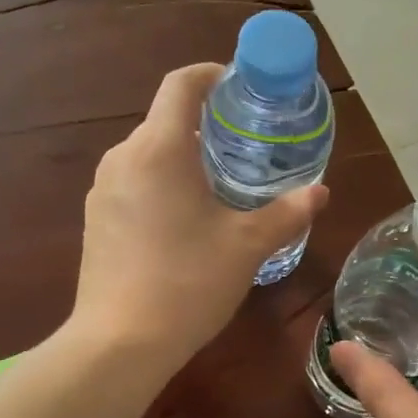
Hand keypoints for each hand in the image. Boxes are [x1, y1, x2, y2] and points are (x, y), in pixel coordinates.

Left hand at [74, 64, 327, 366]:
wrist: (120, 343)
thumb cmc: (188, 282)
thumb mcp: (247, 246)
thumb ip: (286, 213)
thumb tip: (320, 192)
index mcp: (159, 148)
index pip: (181, 84)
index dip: (213, 75)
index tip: (241, 87)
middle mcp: (123, 157)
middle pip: (166, 120)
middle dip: (207, 124)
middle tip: (247, 146)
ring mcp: (103, 190)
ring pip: (149, 154)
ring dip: (184, 158)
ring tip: (221, 185)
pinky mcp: (96, 220)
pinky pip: (134, 184)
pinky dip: (163, 185)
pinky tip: (186, 221)